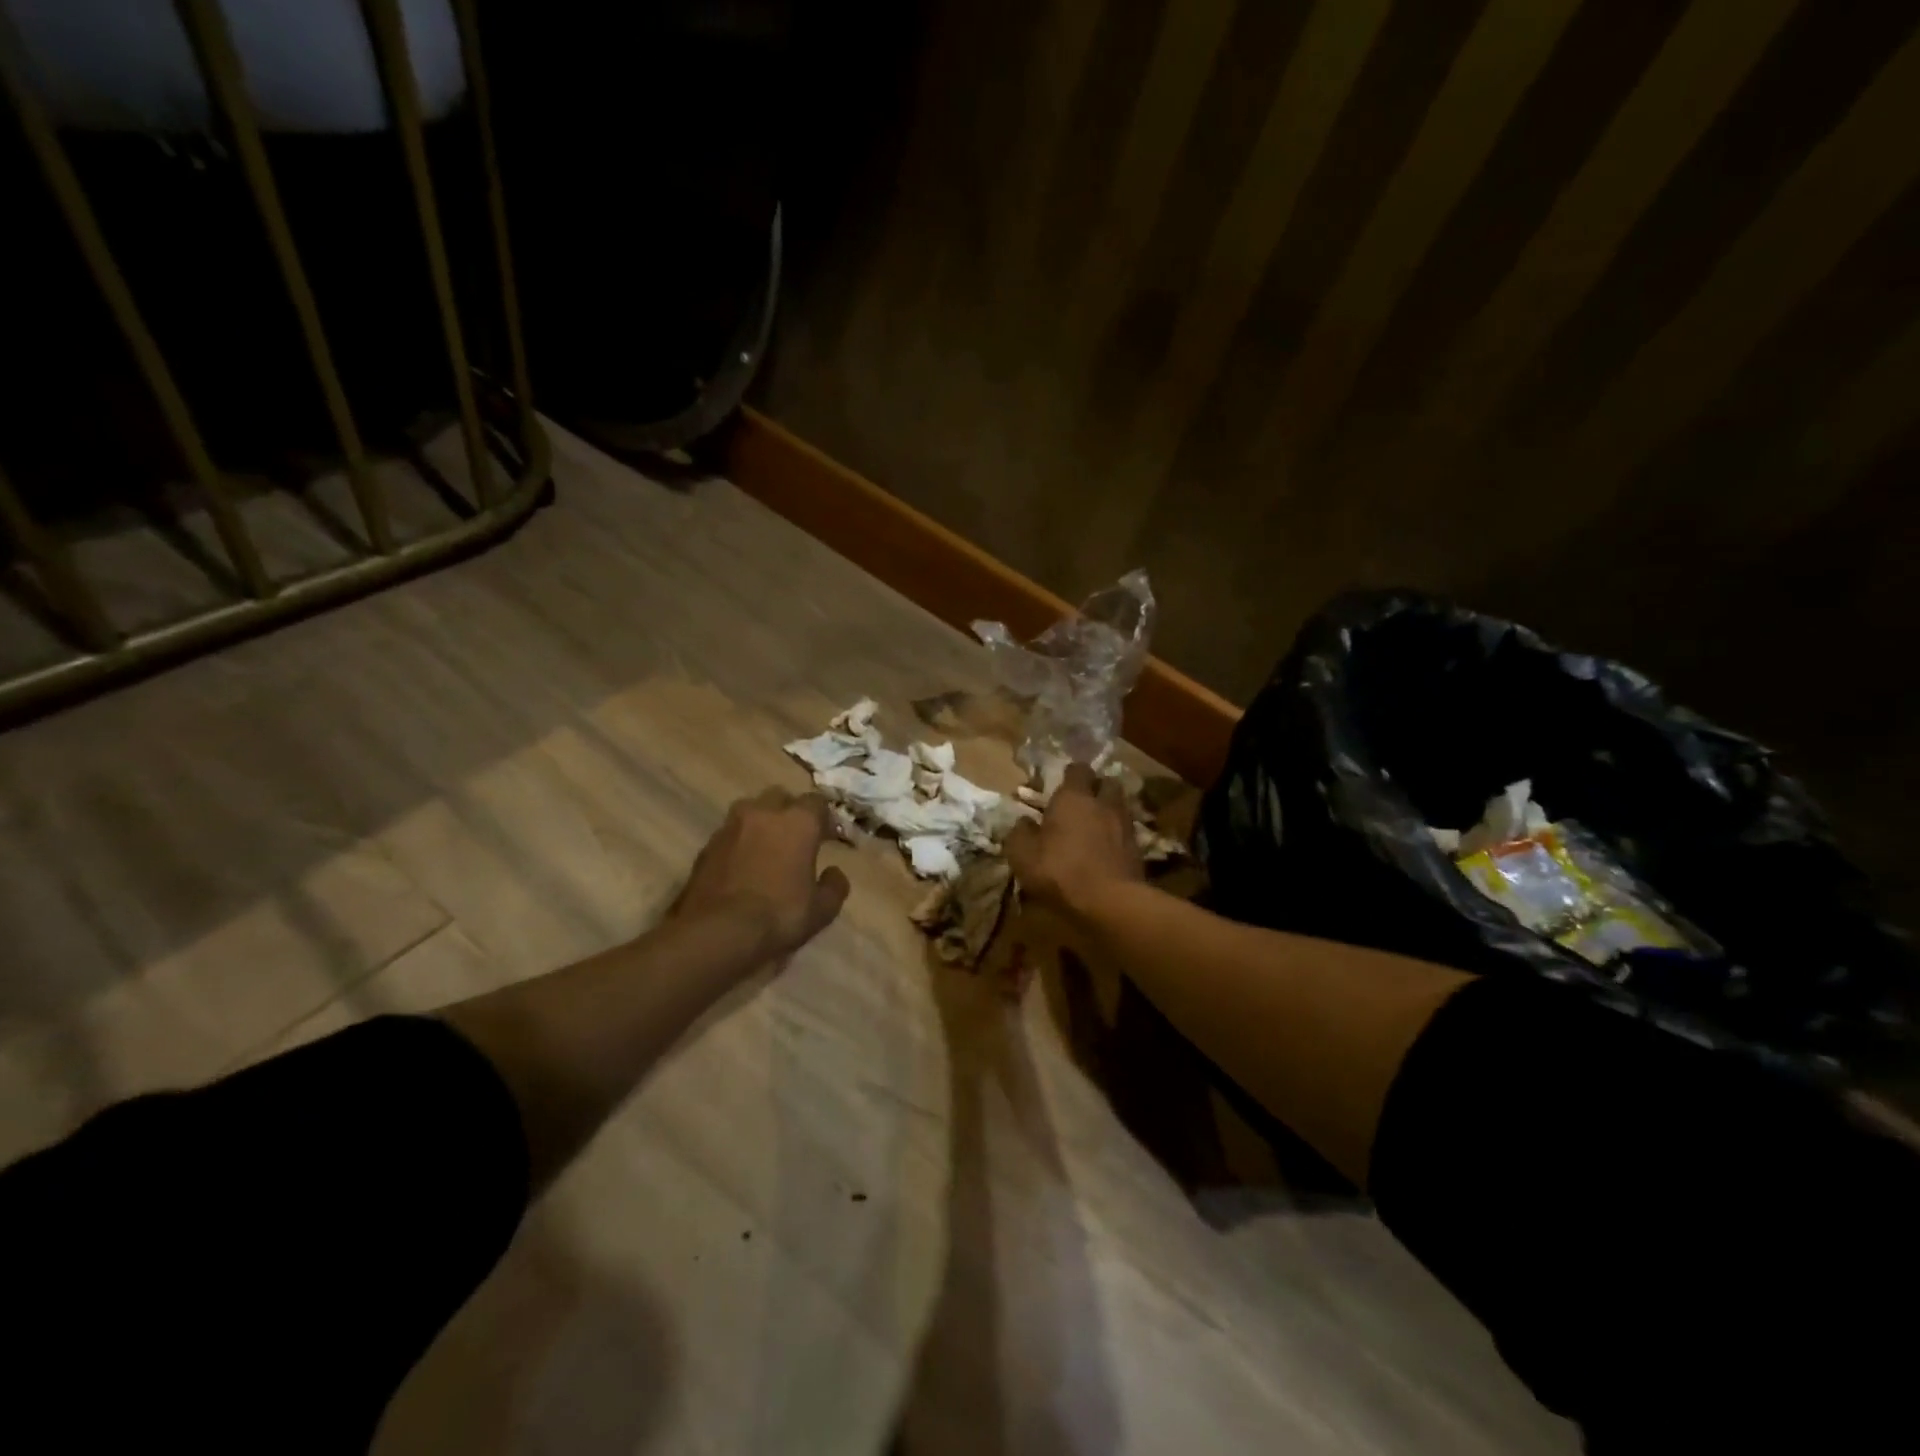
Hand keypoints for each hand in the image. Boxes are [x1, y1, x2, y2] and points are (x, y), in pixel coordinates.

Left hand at [671, 789, 850, 960]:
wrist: (717, 932)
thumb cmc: (779, 915)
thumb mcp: (821, 910)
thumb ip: (834, 887)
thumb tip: (834, 873)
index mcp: (798, 822)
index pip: (816, 802)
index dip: (824, 818)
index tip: (827, 837)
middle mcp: (763, 813)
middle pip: (780, 798)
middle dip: (790, 812)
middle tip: (796, 838)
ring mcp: (730, 827)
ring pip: (750, 811)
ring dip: (761, 823)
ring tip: (766, 848)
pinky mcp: (706, 846)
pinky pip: (730, 834)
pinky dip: (739, 843)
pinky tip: (742, 866)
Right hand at [1003, 762, 1141, 923]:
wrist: (1110, 901)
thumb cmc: (1060, 871)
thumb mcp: (1023, 856)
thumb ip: (1020, 833)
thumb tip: (1024, 822)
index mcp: (1073, 797)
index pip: (1078, 769)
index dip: (1070, 775)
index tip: (1061, 785)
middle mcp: (1103, 803)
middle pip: (1106, 782)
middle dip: (1097, 788)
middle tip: (1083, 801)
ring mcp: (1125, 824)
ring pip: (1120, 805)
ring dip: (1109, 810)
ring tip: (1096, 824)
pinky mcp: (1138, 847)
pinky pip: (1127, 830)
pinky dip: (1118, 834)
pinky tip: (1107, 847)